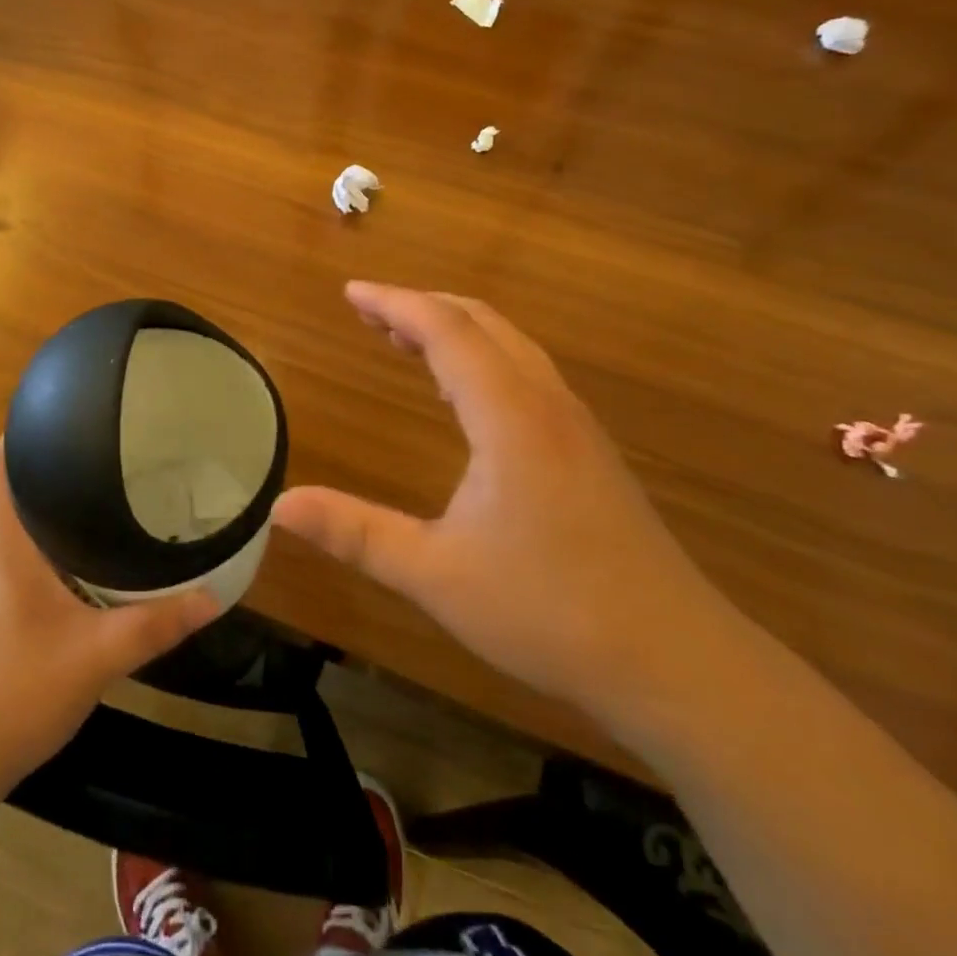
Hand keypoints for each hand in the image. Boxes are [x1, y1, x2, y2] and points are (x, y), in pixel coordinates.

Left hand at [0, 442, 220, 794]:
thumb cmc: (12, 693)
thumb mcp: (95, 658)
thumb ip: (155, 626)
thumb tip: (213, 597)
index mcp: (5, 544)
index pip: (1, 463)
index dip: (25, 429)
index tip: (70, 412)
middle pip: (16, 490)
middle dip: (57, 469)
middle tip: (113, 456)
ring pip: (19, 528)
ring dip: (54, 512)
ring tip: (106, 501)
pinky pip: (18, 560)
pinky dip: (48, 548)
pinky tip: (83, 566)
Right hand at [274, 283, 732, 714]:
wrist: (676, 663)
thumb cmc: (549, 612)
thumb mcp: (435, 575)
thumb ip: (355, 534)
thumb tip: (280, 505)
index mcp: (509, 416)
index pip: (446, 331)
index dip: (395, 304)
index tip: (351, 293)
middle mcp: (546, 404)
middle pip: (482, 323)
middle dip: (422, 307)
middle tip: (370, 311)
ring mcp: (576, 426)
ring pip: (510, 346)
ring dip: (455, 331)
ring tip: (406, 340)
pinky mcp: (590, 452)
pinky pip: (526, 374)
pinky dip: (483, 359)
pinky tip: (465, 396)